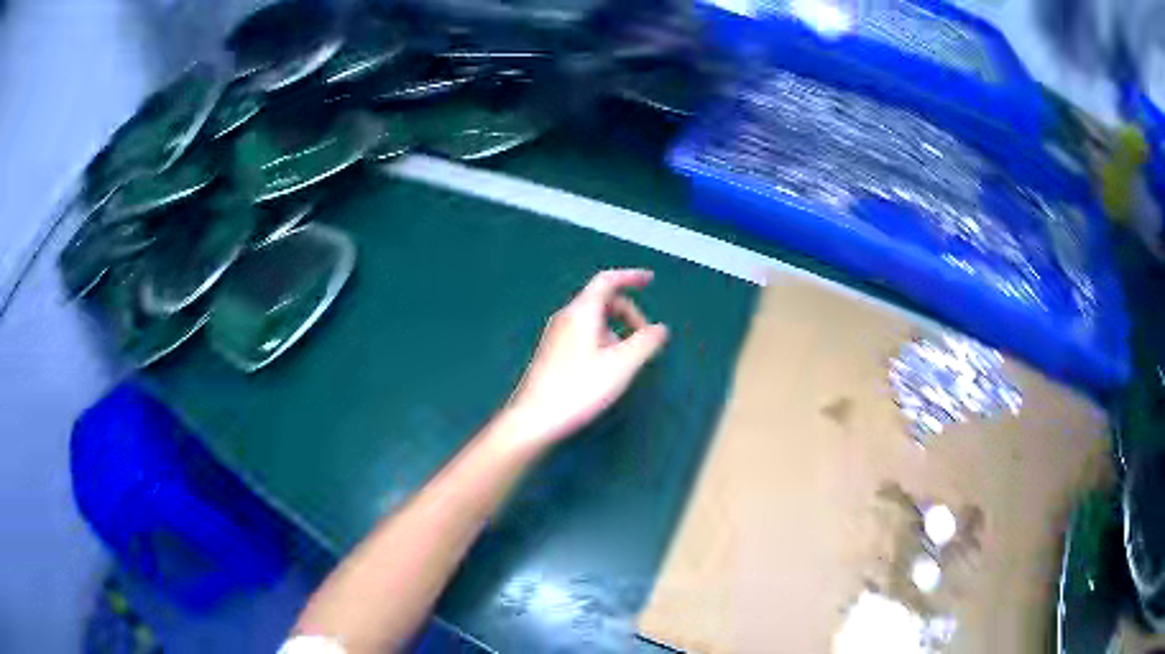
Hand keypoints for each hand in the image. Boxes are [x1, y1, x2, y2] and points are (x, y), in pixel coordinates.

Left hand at [501, 269, 669, 448]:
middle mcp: (566, 317)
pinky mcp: (552, 353)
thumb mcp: (622, 365)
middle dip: (628, 313)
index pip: (607, 280)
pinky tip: (605, 369)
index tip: (650, 280)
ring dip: (616, 330)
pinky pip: (583, 335)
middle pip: (601, 300)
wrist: (535, 418)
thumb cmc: (579, 388)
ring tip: (626, 360)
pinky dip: (602, 341)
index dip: (631, 277)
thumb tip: (660, 328)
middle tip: (645, 337)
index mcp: (582, 311)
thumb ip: (645, 342)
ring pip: (592, 321)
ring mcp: (556, 335)